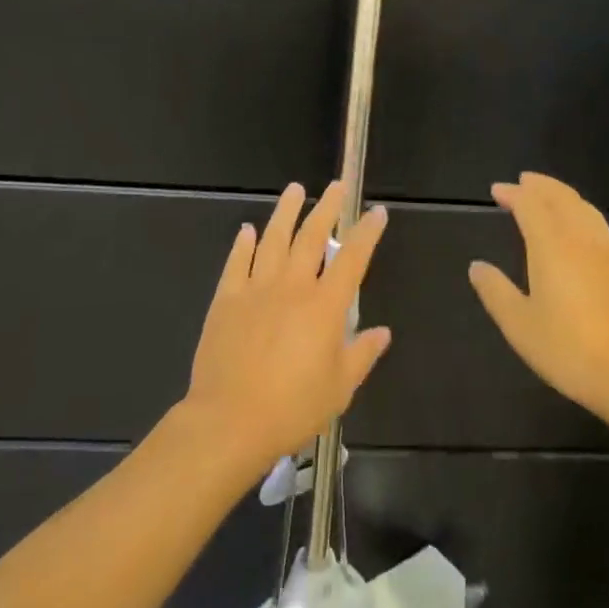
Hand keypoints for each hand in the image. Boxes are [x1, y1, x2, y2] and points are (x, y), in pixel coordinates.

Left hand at [181, 182, 390, 484]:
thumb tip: (382, 332)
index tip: (376, 211)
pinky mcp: (226, 299)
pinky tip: (247, 230)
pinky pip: (236, 263)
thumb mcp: (340, 388)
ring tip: (295, 189)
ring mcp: (256, 289)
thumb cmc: (293, 408)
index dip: (367, 232)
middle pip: (312, 237)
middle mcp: (292, 286)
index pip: (352, 258)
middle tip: (335, 187)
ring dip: (285, 212)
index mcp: (324, 306)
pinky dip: (243, 244)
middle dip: (326, 208)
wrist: (230, 420)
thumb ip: (362, 354)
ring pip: (273, 239)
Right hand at [469, 172, 608, 429]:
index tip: (497, 190)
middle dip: (541, 186)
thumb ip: (496, 291)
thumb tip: (477, 266)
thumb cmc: (569, 350)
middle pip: (562, 198)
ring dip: (563, 195)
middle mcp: (582, 240)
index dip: (513, 194)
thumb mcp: (519, 325)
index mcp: (552, 247)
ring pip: (585, 209)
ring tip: (550, 195)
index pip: (531, 206)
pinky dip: (581, 214)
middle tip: (523, 181)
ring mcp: (608, 253)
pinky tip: (579, 230)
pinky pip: (598, 226)